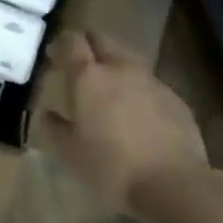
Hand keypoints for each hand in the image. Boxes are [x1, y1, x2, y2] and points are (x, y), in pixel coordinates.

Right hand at [37, 30, 208, 211]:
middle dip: (90, 44)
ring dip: (115, 64)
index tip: (54, 55)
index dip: (61, 43)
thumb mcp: (69, 153)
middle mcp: (121, 69)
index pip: (72, 42)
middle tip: (80, 62)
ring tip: (108, 87)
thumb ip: (55, 128)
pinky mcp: (174, 98)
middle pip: (103, 39)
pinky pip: (149, 83)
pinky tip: (136, 112)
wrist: (172, 183)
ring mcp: (152, 81)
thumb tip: (47, 113)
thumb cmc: (110, 167)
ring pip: (129, 59)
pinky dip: (137, 89)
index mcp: (89, 77)